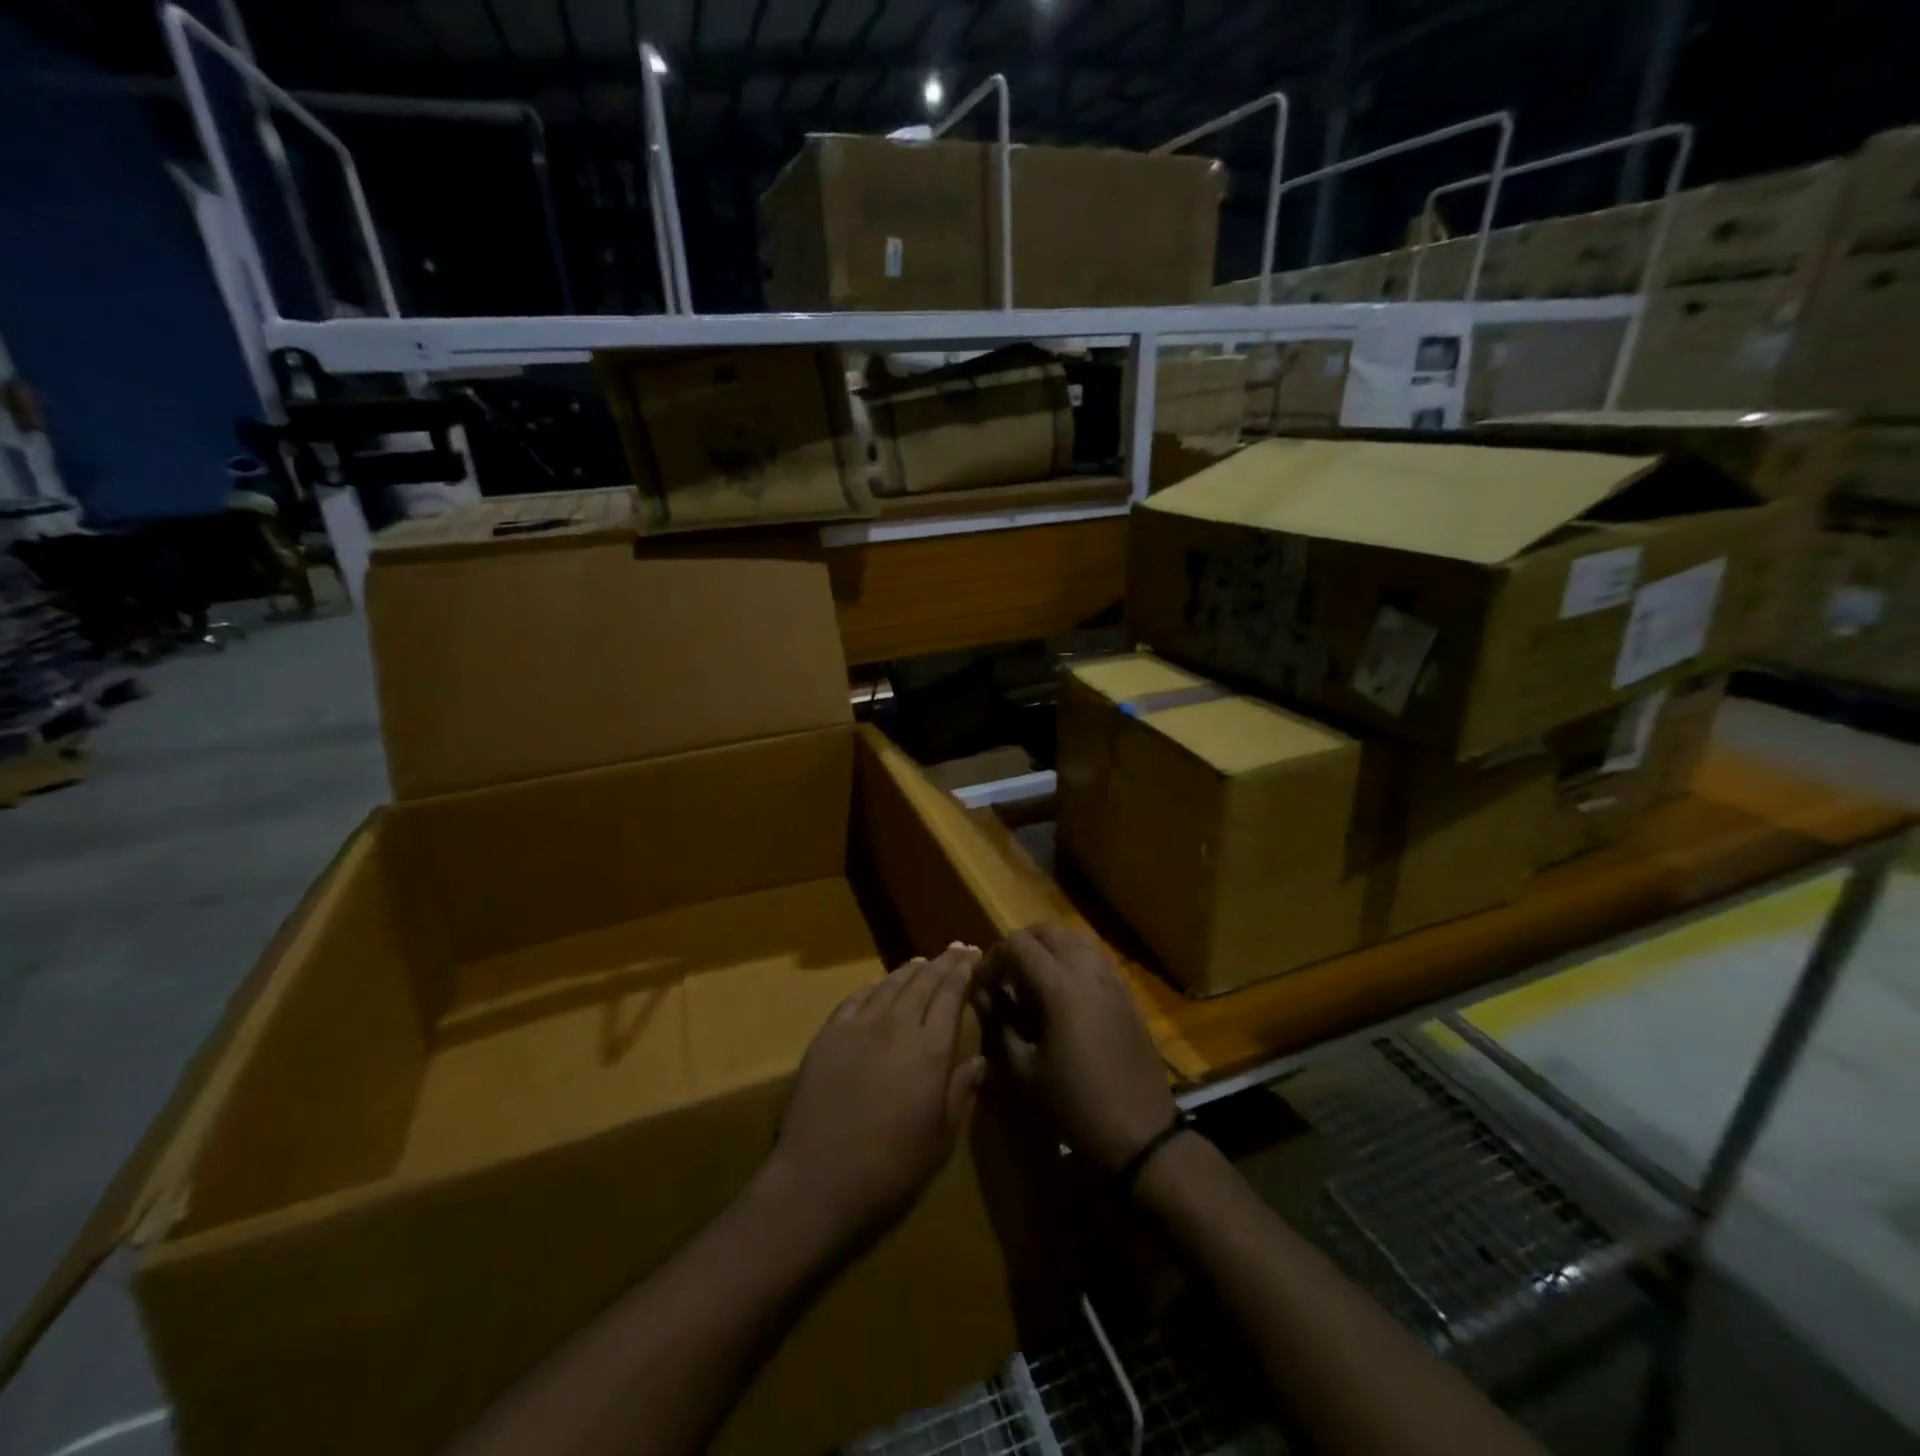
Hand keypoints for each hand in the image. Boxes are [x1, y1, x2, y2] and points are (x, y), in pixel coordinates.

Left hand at [764, 944, 987, 1247]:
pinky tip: (877, 984)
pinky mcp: (829, 1035)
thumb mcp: (940, 1138)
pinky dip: (872, 986)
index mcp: (930, 1049)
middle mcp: (897, 1026)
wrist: (818, 1177)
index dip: (964, 971)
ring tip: (923, 962)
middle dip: (943, 962)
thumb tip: (980, 1060)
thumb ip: (961, 1092)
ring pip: (890, 984)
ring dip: (910, 970)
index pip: (951, 995)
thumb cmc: (890, 1166)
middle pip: (924, 981)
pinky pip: (855, 999)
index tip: (974, 955)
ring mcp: (859, 1026)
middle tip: (956, 949)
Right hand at [974, 924, 1174, 1172]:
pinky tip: (1065, 993)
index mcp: (1060, 987)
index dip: (992, 958)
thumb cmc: (1075, 1104)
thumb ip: (1000, 1026)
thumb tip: (987, 1000)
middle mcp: (1087, 971)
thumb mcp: (1024, 1071)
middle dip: (1020, 945)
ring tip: (1033, 978)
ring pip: (1075, 939)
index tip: (981, 983)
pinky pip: (1095, 958)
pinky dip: (1074, 960)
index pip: (1017, 945)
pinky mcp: (1127, 993)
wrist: (1139, 1132)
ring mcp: (1112, 979)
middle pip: (1047, 931)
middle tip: (1004, 975)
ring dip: (1048, 948)